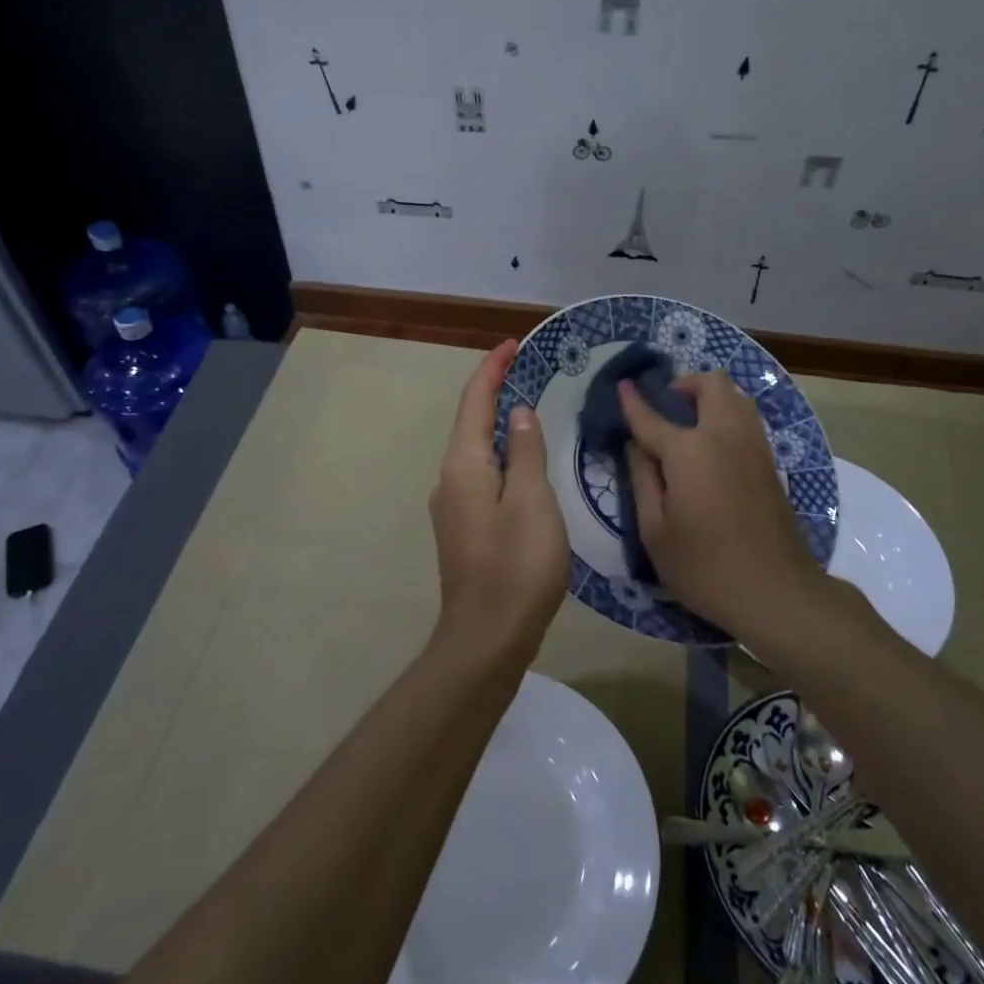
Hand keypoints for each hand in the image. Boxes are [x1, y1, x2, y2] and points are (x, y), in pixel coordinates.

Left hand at [428, 340, 568, 662]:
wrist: (487, 638)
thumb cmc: (516, 565)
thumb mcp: (532, 501)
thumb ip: (526, 451)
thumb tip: (518, 413)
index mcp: (464, 465)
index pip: (474, 401)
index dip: (491, 369)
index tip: (512, 344)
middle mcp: (450, 479)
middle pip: (471, 422)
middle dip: (494, 391)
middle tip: (527, 370)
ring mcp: (453, 506)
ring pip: (477, 450)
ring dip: (499, 424)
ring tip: (531, 409)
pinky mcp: (464, 528)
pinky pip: (482, 475)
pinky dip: (502, 455)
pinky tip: (524, 463)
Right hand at [619, 369, 824, 635]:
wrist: (778, 592)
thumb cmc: (705, 567)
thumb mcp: (655, 532)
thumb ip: (642, 480)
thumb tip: (635, 446)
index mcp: (690, 451)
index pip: (652, 417)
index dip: (633, 401)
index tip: (621, 386)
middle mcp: (725, 436)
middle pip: (712, 384)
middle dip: (685, 383)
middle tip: (666, 406)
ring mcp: (754, 447)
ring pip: (737, 395)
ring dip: (711, 396)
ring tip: (689, 421)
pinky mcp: (770, 463)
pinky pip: (748, 419)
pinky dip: (728, 414)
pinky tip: (712, 444)